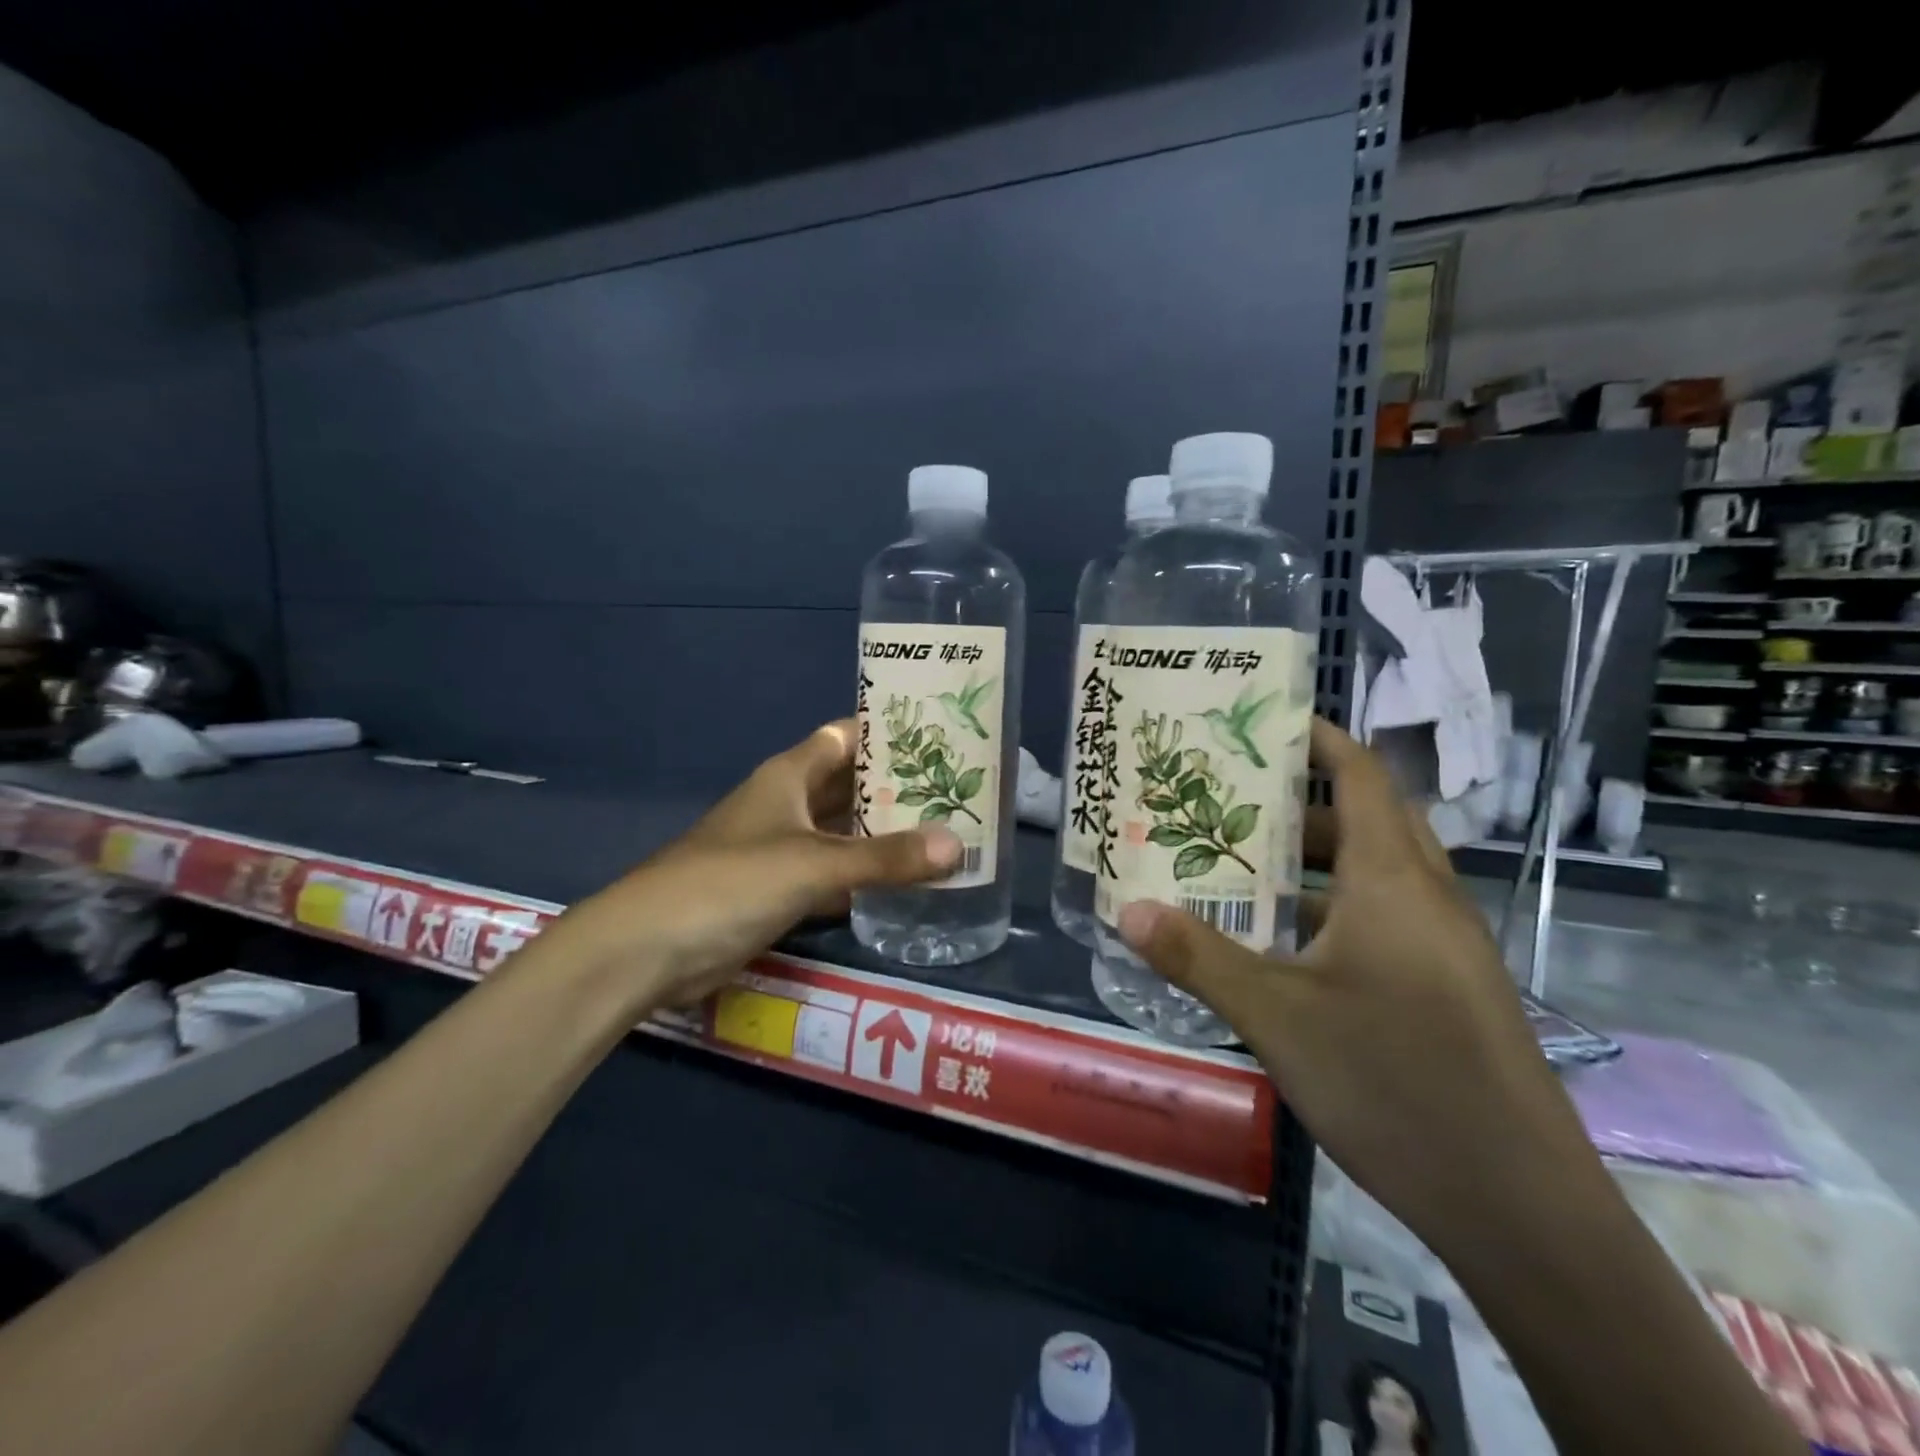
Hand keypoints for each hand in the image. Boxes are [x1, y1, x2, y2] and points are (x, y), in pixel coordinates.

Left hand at [551, 720, 960, 1010]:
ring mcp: (783, 850)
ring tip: (948, 834)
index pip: (846, 737)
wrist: (650, 950)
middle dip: (899, 788)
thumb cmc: (731, 883)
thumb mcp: (813, 864)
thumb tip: (959, 846)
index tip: (942, 737)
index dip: (888, 733)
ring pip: (845, 833)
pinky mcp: (780, 892)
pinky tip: (908, 885)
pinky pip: (835, 876)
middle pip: (851, 786)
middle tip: (960, 792)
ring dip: (886, 835)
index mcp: (789, 776)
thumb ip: (886, 857)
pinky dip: (866, 879)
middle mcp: (788, 804)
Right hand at [1115, 718, 1594, 1248]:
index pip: (1362, 775)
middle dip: (1301, 802)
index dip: (1318, 739)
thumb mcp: (1276, 1015)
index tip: (1264, 723)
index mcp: (1394, 880)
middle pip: (1368, 819)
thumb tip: (1125, 910)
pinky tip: (1283, 946)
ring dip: (1315, 861)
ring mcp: (1444, 947)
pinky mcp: (1447, 989)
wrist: (1520, 1207)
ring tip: (1243, 867)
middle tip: (1231, 801)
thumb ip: (1197, 957)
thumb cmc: (1394, 1082)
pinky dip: (1333, 909)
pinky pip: (1384, 920)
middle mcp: (1426, 899)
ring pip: (1376, 875)